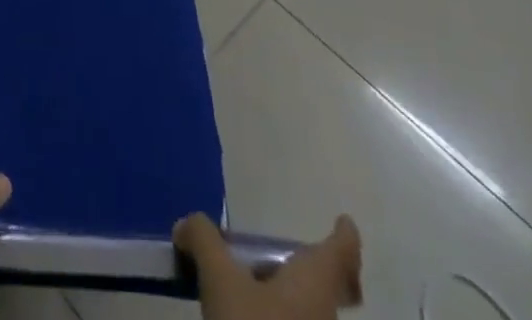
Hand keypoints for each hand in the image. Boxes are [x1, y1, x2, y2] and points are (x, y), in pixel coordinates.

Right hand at [175, 213, 362, 319]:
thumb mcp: (220, 280)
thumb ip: (204, 241)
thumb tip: (187, 224)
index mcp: (314, 284)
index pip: (342, 253)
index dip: (344, 235)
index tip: (343, 221)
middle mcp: (324, 316)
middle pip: (330, 287)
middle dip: (312, 270)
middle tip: (284, 257)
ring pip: (311, 313)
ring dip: (288, 297)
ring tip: (248, 287)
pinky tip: (246, 319)